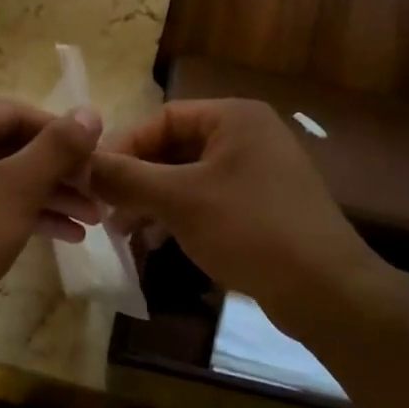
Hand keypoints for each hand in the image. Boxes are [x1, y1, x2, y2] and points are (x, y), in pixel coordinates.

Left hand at [0, 99, 103, 335]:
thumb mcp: (17, 188)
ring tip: (93, 219)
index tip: (99, 157)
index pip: (17, 114)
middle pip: (11, 146)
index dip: (63, 134)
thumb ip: (57, 147)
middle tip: (99, 192)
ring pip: (4, 179)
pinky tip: (67, 235)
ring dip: (49, 196)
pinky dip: (25, 214)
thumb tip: (90, 112)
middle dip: (59, 172)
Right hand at [89, 99, 381, 329]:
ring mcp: (257, 172)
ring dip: (152, 200)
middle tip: (104, 209)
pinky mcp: (262, 206)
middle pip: (174, 148)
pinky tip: (156, 242)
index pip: (162, 118)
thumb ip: (127, 178)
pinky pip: (208, 200)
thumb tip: (83, 164)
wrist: (325, 289)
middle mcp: (248, 136)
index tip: (93, 178)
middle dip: (137, 179)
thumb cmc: (249, 229)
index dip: (124, 146)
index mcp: (233, 118)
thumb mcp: (179, 200)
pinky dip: (178, 216)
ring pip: (188, 177)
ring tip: (122, 231)